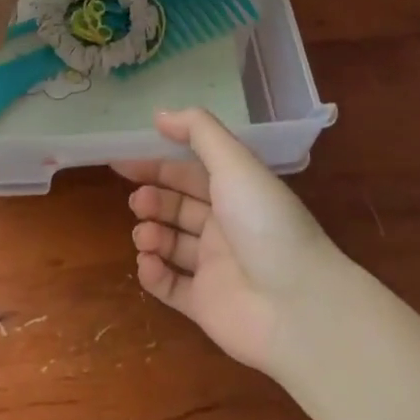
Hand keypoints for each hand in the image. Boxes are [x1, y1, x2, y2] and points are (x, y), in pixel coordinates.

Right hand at [116, 108, 343, 376]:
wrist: (297, 305)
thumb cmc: (264, 222)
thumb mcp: (234, 163)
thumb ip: (198, 131)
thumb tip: (160, 114)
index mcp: (236, 190)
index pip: (190, 171)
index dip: (157, 164)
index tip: (122, 161)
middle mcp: (225, 225)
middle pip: (178, 206)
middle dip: (153, 199)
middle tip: (138, 201)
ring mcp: (215, 267)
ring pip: (172, 244)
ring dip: (151, 233)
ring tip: (144, 233)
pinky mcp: (205, 305)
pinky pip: (171, 286)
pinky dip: (154, 274)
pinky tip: (147, 263)